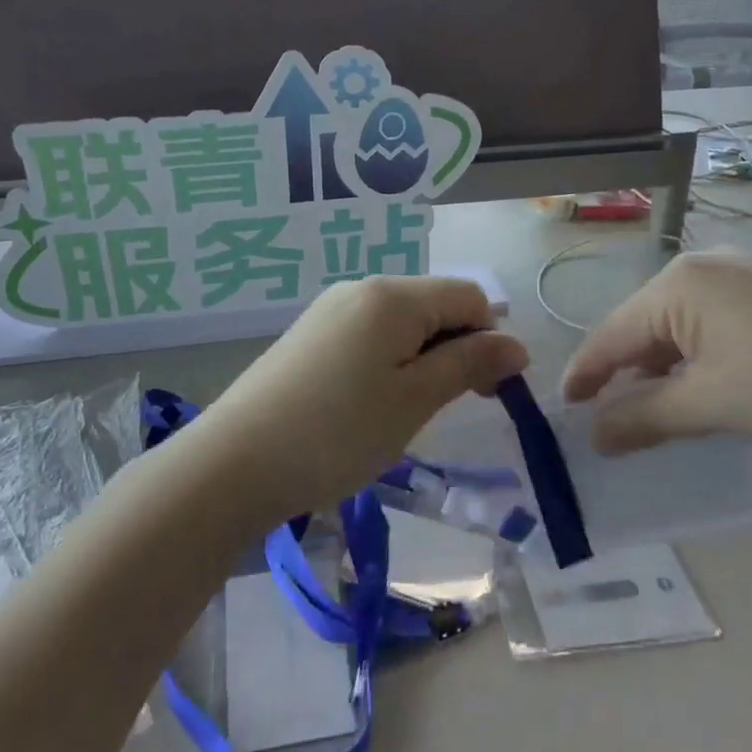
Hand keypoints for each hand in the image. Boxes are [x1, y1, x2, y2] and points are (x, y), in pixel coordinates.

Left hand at [199, 276, 529, 520]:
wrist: (234, 463)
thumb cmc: (337, 432)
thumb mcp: (415, 400)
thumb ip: (469, 365)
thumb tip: (517, 345)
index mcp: (392, 296)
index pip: (469, 297)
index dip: (489, 340)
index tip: (486, 394)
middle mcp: (360, 289)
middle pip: (434, 306)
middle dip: (455, 350)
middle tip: (444, 408)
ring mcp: (329, 310)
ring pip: (401, 324)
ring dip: (421, 361)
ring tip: (402, 412)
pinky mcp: (308, 336)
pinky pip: (367, 336)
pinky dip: (386, 364)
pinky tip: (367, 405)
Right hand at [562, 251, 751, 454]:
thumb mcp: (712, 405)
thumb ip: (644, 418)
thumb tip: (595, 434)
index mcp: (679, 284)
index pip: (612, 334)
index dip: (585, 375)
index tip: (564, 411)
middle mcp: (706, 267)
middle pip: (644, 326)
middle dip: (626, 373)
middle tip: (611, 419)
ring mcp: (748, 275)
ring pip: (683, 326)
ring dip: (665, 369)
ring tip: (658, 409)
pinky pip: (718, 324)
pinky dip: (701, 358)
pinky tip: (712, 386)